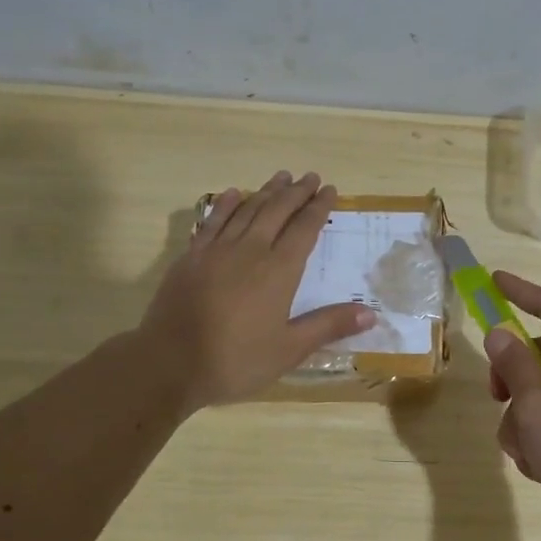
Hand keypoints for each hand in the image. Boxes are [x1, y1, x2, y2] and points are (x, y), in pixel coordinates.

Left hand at [140, 171, 373, 410]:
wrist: (169, 363)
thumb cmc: (235, 361)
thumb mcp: (288, 350)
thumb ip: (328, 326)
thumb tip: (371, 312)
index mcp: (278, 272)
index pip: (304, 230)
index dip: (318, 208)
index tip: (329, 190)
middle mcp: (250, 251)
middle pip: (277, 212)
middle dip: (296, 193)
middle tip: (310, 177)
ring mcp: (216, 251)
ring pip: (247, 210)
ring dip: (266, 192)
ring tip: (281, 177)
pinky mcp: (191, 257)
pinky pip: (213, 221)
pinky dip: (227, 205)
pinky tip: (235, 194)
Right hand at [483, 271, 540, 540]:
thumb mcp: (537, 406)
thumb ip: (514, 366)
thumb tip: (499, 334)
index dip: (521, 292)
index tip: (493, 280)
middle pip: (539, 356)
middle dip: (511, 378)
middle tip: (494, 395)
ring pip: (537, 395)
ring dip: (520, 420)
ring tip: (525, 449)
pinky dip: (535, 441)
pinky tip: (537, 467)